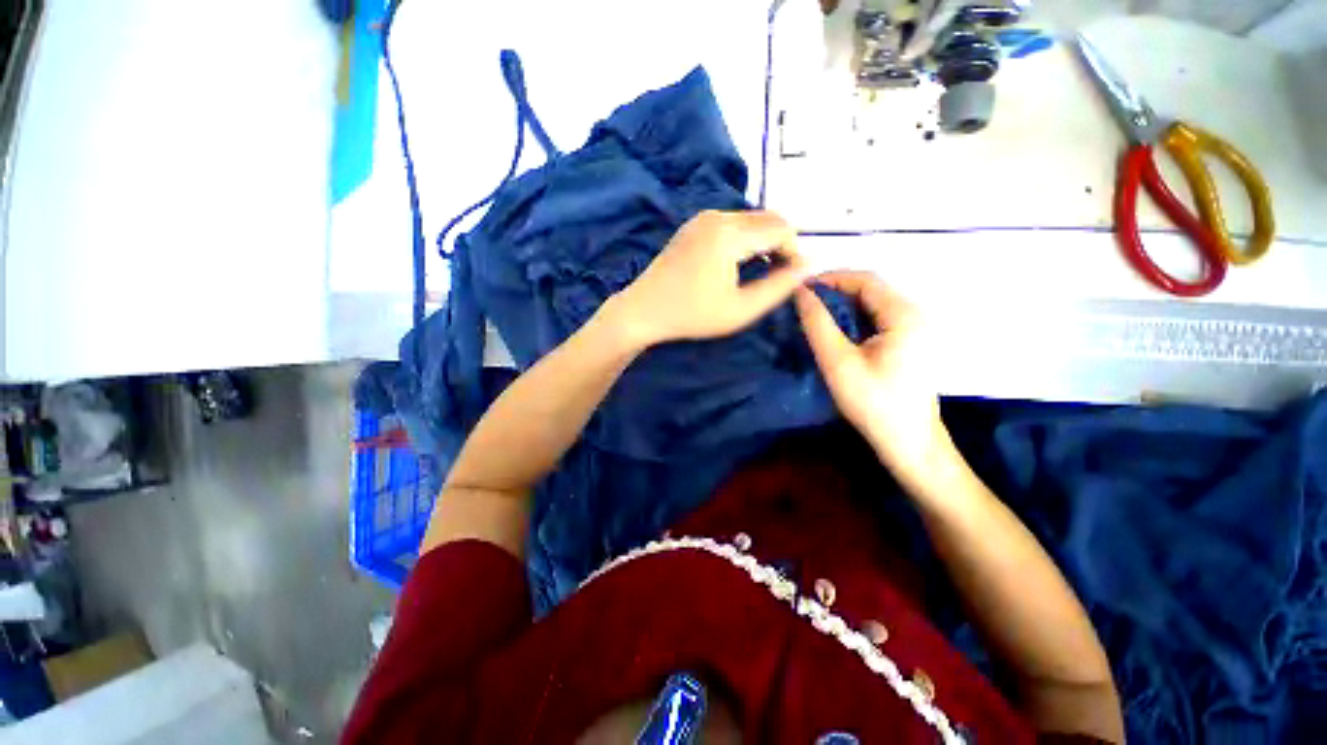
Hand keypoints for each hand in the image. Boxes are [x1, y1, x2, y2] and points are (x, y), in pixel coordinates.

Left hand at [613, 211, 805, 344]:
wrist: (643, 310)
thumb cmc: (692, 315)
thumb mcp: (741, 309)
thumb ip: (779, 287)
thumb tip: (810, 265)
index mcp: (730, 233)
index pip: (782, 230)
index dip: (795, 253)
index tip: (792, 280)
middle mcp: (718, 215)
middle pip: (769, 219)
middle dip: (781, 245)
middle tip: (778, 278)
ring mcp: (703, 217)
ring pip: (752, 220)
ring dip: (764, 242)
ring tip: (761, 274)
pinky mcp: (694, 224)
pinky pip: (733, 223)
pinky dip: (745, 239)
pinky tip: (739, 265)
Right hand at [794, 271, 950, 479]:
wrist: (909, 441)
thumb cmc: (873, 402)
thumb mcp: (838, 362)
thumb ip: (818, 324)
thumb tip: (801, 292)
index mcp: (903, 314)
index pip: (864, 280)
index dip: (830, 278)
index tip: (800, 288)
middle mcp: (914, 314)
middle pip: (871, 290)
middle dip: (835, 292)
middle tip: (803, 304)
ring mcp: (915, 329)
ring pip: (873, 305)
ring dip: (843, 306)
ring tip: (813, 317)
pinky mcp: (910, 343)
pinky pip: (878, 320)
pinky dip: (854, 320)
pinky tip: (836, 333)